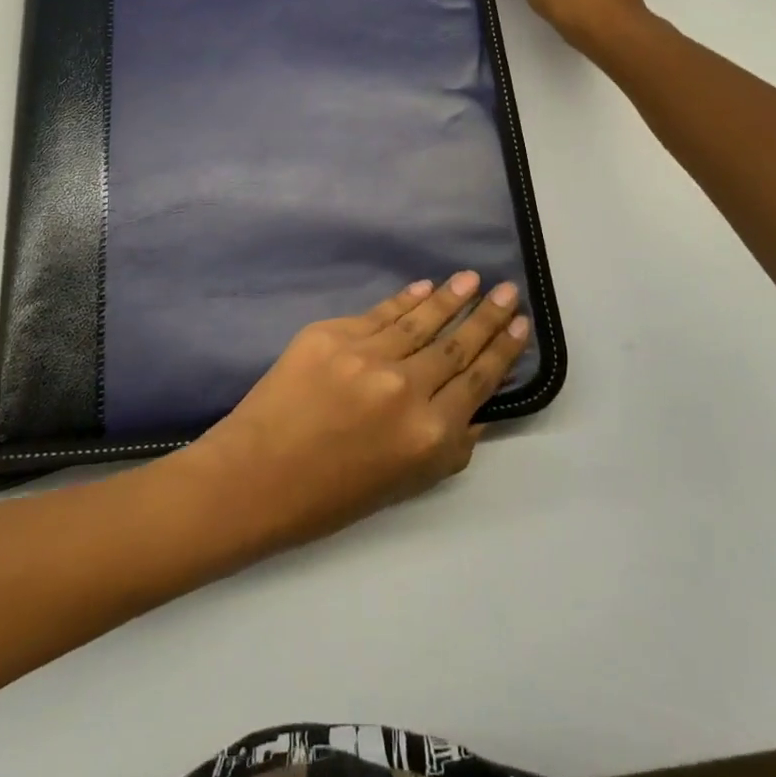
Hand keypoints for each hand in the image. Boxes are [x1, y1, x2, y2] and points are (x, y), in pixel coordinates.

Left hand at [177, 273, 529, 549]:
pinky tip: (423, 287)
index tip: (520, 324)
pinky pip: (379, 313)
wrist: (255, 477)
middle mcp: (405, 388)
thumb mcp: (404, 486)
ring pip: (420, 320)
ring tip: (471, 279)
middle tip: (507, 290)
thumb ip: (448, 448)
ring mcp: (367, 356)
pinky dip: (404, 300)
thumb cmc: (330, 497)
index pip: (476, 380)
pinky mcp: (332, 334)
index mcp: (428, 434)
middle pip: (456, 344)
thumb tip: (477, 412)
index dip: (502, 350)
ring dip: (450, 297)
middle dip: (486, 316)